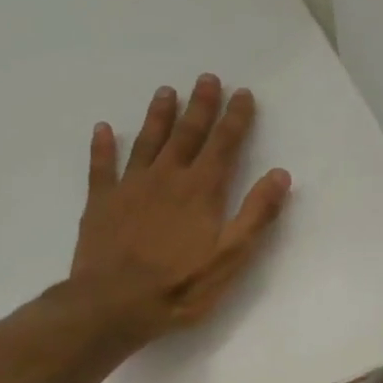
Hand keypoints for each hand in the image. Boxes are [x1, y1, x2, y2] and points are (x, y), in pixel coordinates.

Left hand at [68, 74, 291, 349]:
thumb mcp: (231, 257)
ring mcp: (130, 187)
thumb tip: (280, 174)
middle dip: (200, 106)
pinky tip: (104, 129)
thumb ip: (256, 214)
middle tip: (207, 79)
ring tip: (166, 91)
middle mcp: (167, 178)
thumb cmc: (180, 286)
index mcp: (201, 191)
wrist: (113, 304)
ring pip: (147, 142)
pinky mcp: (101, 202)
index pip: (224, 145)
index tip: (243, 94)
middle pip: (187, 134)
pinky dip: (103, 147)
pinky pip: (102, 167)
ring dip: (158, 116)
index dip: (236, 119)